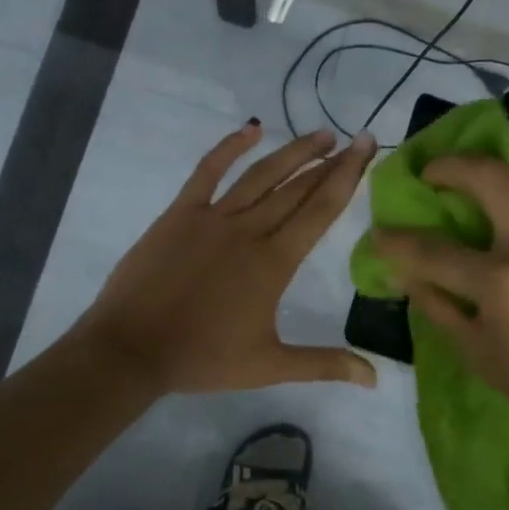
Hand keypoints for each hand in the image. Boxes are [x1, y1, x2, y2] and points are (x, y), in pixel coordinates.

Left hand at [78, 122, 379, 394]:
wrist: (133, 349)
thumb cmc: (202, 358)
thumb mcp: (270, 366)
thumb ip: (324, 364)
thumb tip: (375, 379)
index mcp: (275, 262)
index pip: (320, 210)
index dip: (348, 177)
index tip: (366, 148)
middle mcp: (250, 230)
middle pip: (298, 188)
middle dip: (330, 162)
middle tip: (354, 139)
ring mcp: (213, 217)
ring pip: (262, 175)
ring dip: (293, 152)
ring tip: (320, 135)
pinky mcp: (181, 213)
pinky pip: (209, 171)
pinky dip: (229, 148)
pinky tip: (250, 130)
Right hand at [372, 150, 508, 449]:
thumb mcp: (478, 353)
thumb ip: (437, 305)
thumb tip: (402, 272)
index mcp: (501, 284)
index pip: (433, 250)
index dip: (396, 241)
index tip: (380, 232)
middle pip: (488, 176)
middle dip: (449, 166)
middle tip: (434, 173)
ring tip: (500, 172)